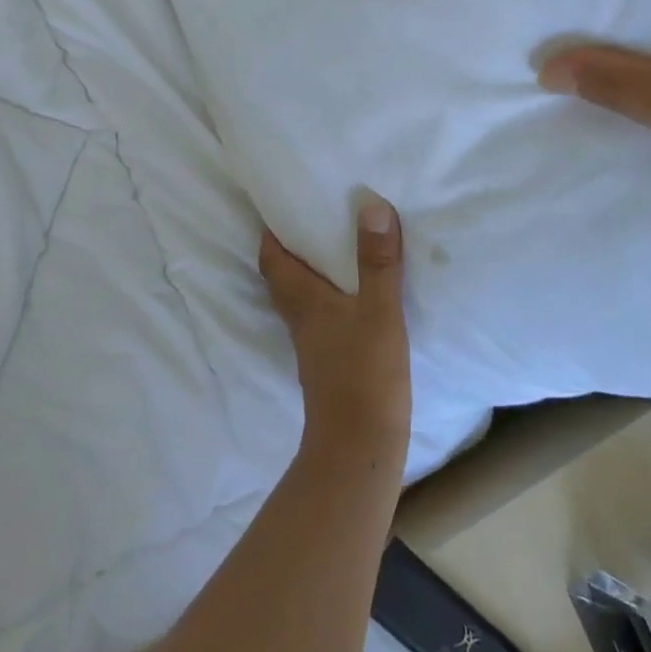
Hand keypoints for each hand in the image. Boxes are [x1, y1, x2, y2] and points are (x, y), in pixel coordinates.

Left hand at [260, 199, 411, 461]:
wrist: (359, 446)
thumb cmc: (365, 373)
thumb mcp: (379, 311)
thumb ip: (377, 262)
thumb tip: (370, 205)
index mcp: (303, 302)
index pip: (272, 260)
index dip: (271, 234)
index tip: (281, 207)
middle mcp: (300, 320)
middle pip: (282, 279)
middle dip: (290, 251)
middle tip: (311, 224)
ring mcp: (312, 346)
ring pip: (300, 301)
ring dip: (309, 276)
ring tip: (334, 253)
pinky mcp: (328, 364)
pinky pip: (320, 320)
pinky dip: (329, 300)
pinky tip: (354, 299)